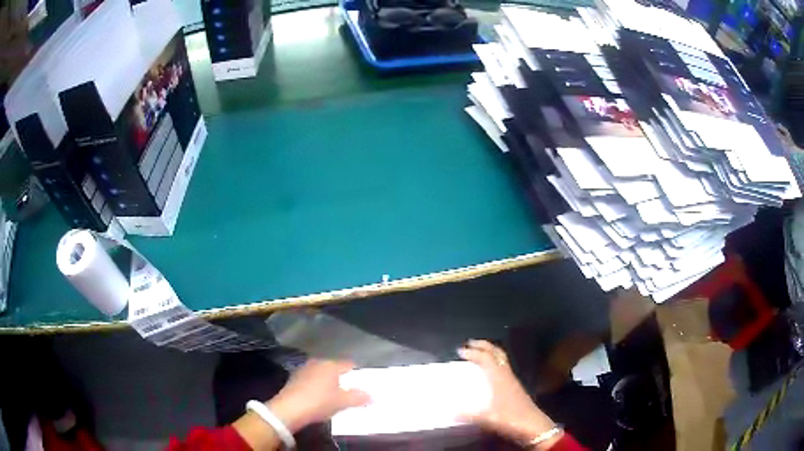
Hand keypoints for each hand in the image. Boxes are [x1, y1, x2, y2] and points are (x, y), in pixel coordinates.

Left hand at [267, 359, 369, 432]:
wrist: (289, 409)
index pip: (349, 364)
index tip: (363, 383)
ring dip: (328, 382)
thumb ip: (358, 397)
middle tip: (350, 390)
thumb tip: (371, 395)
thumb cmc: (319, 402)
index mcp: (331, 365)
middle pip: (334, 368)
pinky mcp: (294, 379)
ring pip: (322, 374)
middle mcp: (317, 363)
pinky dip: (317, 387)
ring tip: (335, 395)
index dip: (357, 373)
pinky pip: (311, 380)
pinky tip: (319, 398)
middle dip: (342, 378)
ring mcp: (304, 369)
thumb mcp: (342, 402)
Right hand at [458, 340, 560, 447]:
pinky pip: (503, 367)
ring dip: (490, 352)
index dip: (473, 352)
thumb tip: (450, 412)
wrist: (533, 426)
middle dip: (484, 345)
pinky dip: (494, 363)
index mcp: (499, 378)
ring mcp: (512, 380)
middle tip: (470, 344)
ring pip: (501, 359)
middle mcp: (506, 375)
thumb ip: (468, 415)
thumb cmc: (511, 419)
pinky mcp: (514, 387)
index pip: (486, 358)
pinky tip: (487, 372)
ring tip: (477, 353)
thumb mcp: (488, 418)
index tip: (460, 351)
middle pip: (497, 353)